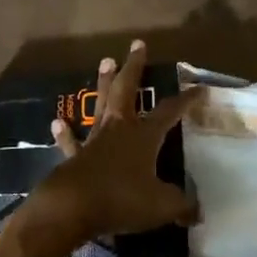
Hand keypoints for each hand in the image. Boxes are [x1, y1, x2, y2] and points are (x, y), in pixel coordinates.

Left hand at [15, 41, 198, 256]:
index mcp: (144, 136)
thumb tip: (198, 212)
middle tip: (137, 44)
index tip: (199, 88)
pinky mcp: (74, 156)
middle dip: (134, 67)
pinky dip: (65, 133)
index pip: (170, 111)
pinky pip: (71, 141)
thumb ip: (181, 206)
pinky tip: (57, 122)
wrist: (71, 208)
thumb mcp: (161, 206)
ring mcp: (94, 140)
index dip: (186, 100)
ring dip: (104, 83)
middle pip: (127, 90)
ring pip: (101, 105)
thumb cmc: (121, 200)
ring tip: (106, 61)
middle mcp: (119, 129)